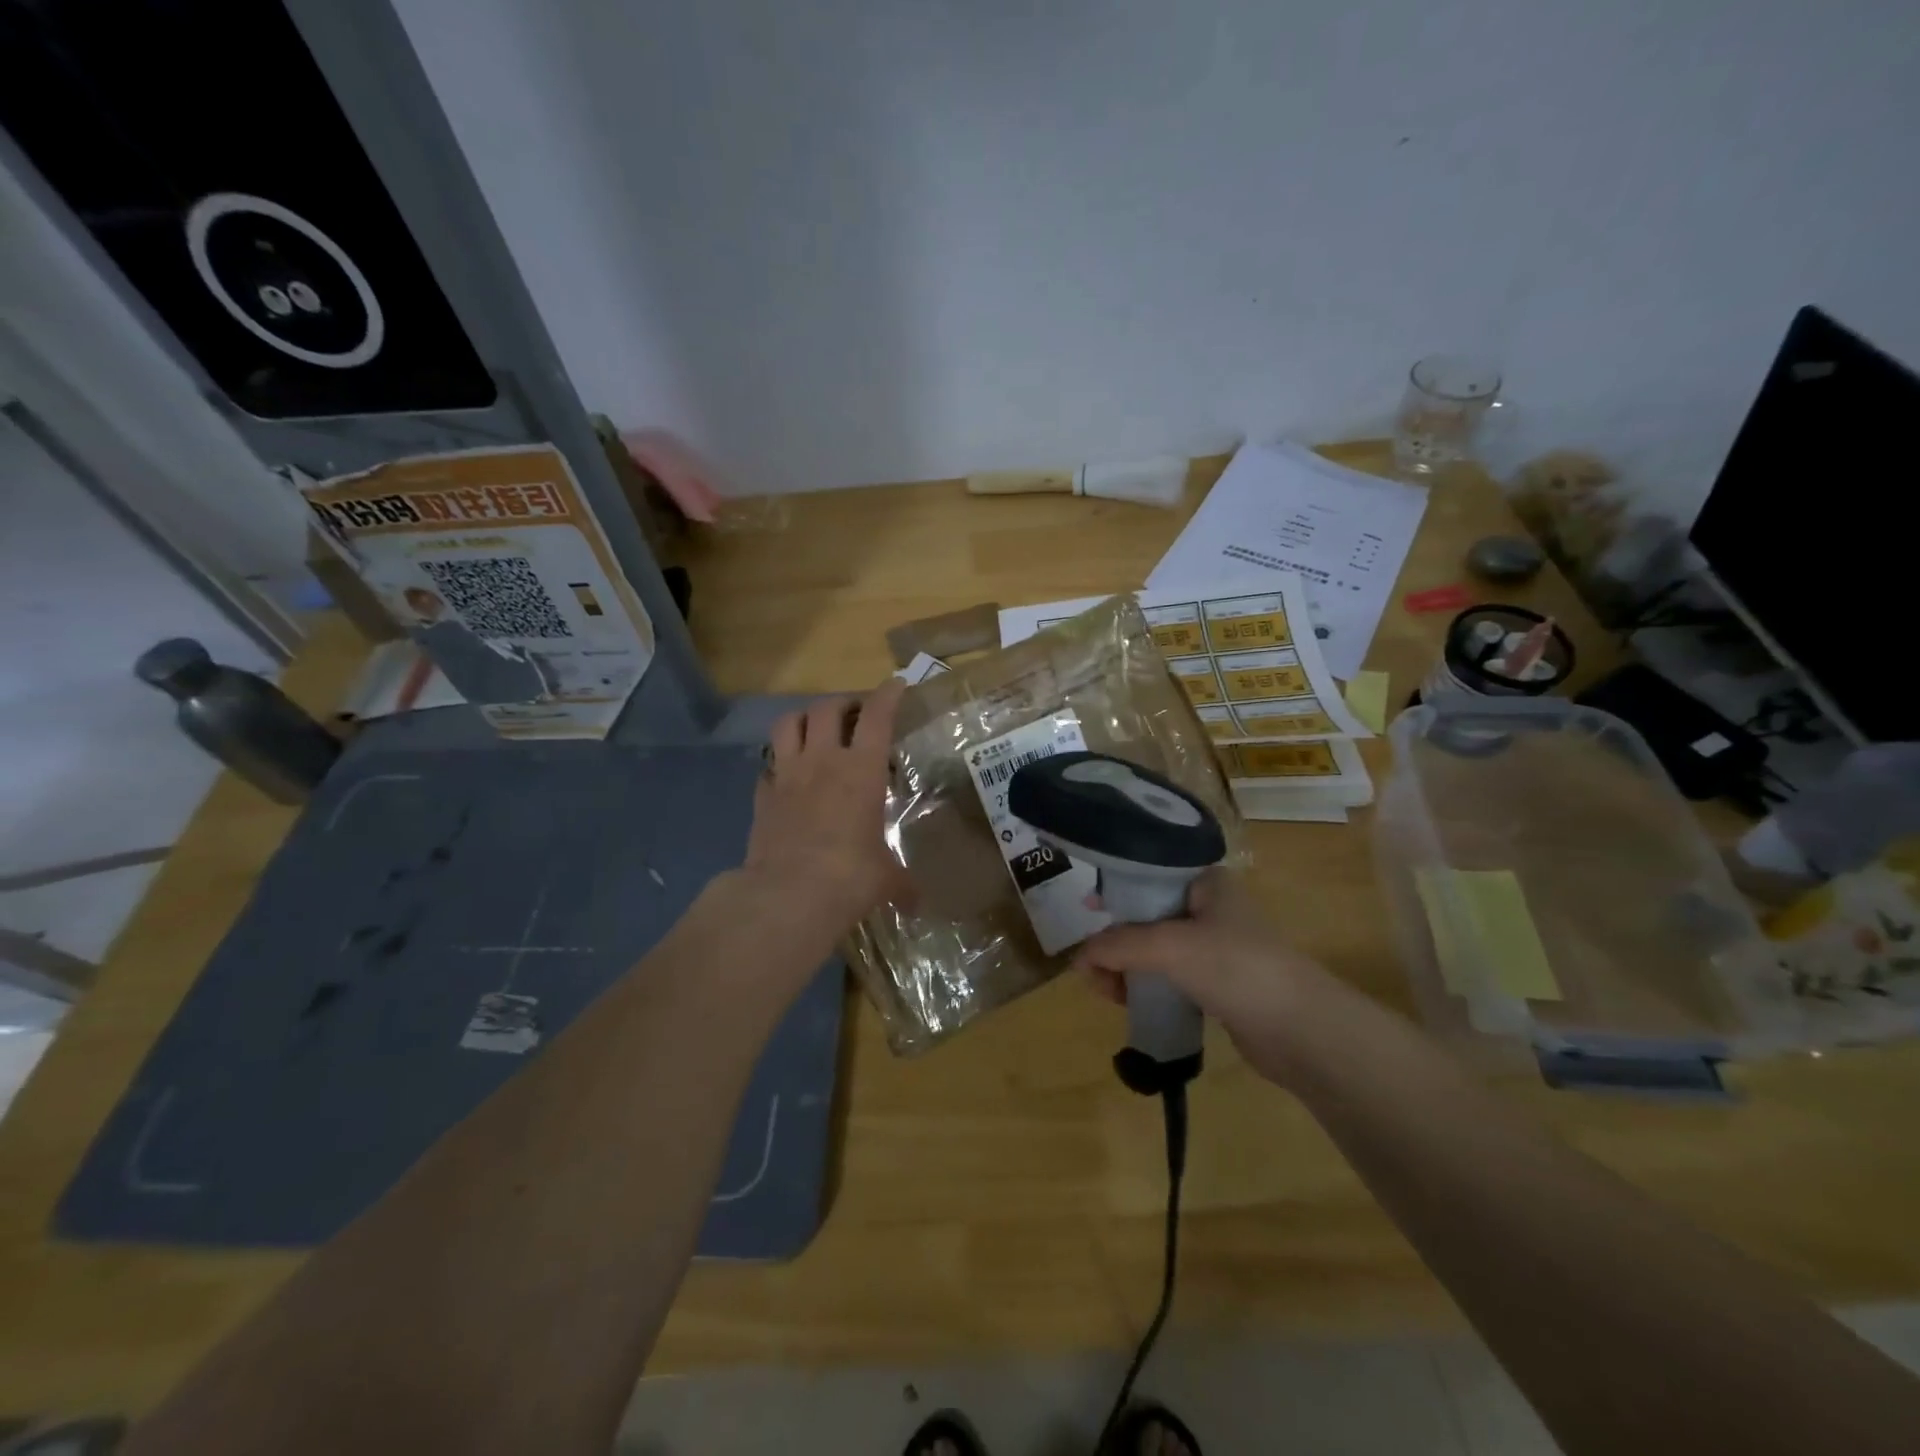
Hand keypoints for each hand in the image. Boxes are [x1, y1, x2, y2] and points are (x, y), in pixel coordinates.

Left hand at [735, 679, 909, 951]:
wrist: (789, 894)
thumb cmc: (851, 877)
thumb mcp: (887, 879)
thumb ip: (902, 883)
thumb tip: (917, 904)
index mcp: (862, 770)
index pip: (877, 716)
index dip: (888, 694)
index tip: (896, 684)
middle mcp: (824, 761)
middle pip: (827, 708)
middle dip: (843, 702)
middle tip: (854, 712)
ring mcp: (787, 775)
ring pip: (788, 723)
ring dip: (804, 718)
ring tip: (815, 728)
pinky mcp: (762, 796)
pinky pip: (768, 766)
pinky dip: (779, 763)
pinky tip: (787, 776)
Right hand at [1071, 869, 1343, 1085]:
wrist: (1302, 1030)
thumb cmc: (1236, 967)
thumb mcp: (1169, 946)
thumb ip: (1119, 945)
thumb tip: (1077, 959)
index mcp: (1206, 883)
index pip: (1149, 874)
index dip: (1115, 890)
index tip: (1087, 908)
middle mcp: (1211, 908)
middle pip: (1148, 915)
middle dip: (1115, 939)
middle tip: (1090, 966)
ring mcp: (1217, 948)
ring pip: (1157, 949)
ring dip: (1127, 966)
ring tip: (1105, 991)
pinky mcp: (1219, 984)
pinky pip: (1171, 977)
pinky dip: (1147, 986)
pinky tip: (1128, 1000)